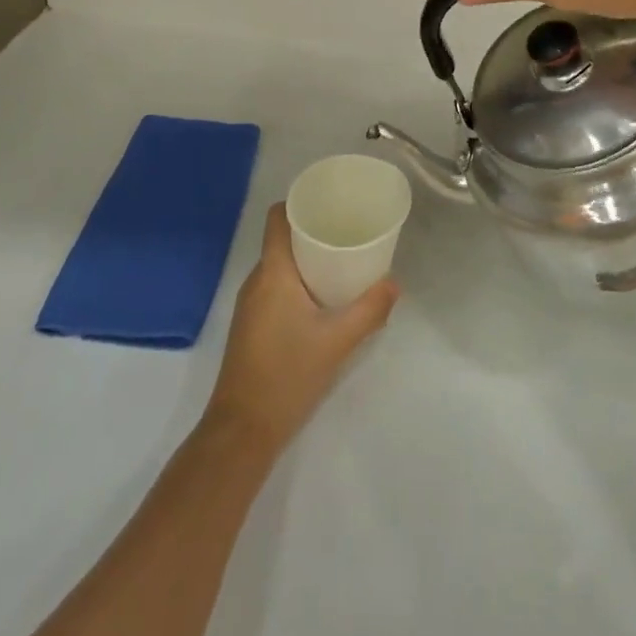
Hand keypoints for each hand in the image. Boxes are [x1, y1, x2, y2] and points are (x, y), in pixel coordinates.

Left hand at [204, 204, 398, 453]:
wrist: (241, 432)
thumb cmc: (287, 376)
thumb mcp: (337, 342)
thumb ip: (369, 311)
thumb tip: (394, 284)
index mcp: (273, 272)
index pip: (277, 218)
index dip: (300, 203)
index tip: (330, 203)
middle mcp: (256, 281)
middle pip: (282, 239)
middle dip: (313, 231)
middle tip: (348, 232)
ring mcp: (250, 305)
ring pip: (280, 266)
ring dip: (307, 259)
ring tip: (342, 262)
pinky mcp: (251, 326)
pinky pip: (276, 287)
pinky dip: (298, 282)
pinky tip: (323, 299)